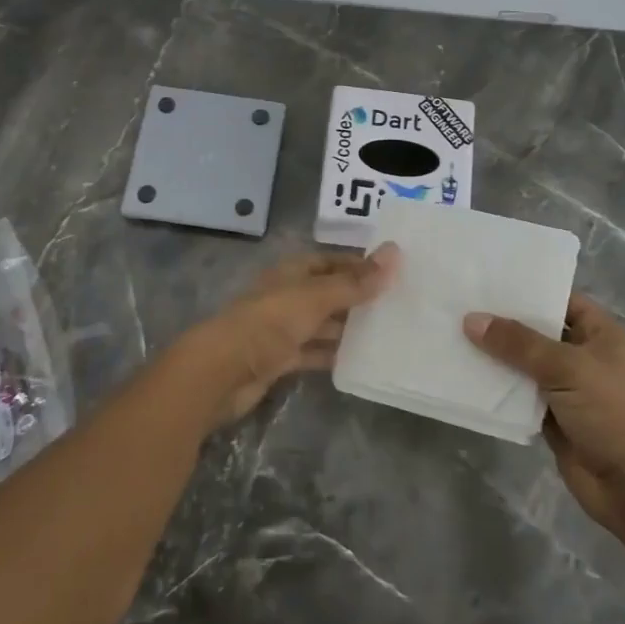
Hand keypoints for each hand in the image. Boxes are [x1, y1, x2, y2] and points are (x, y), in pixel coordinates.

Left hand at [176, 245, 398, 425]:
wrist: (223, 370)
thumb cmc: (269, 322)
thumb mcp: (316, 297)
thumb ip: (355, 282)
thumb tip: (395, 253)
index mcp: (292, 273)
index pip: (331, 261)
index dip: (360, 265)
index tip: (395, 272)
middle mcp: (288, 296)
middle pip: (329, 293)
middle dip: (359, 298)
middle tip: (401, 305)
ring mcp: (283, 329)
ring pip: (324, 324)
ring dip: (350, 328)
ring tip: (390, 333)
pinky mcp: (281, 359)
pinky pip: (314, 352)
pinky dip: (334, 355)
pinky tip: (363, 361)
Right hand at [463, 295, 624, 554]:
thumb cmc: (612, 412)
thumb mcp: (566, 368)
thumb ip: (518, 343)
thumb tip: (471, 320)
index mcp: (600, 334)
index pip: (560, 300)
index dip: (528, 290)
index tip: (486, 281)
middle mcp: (583, 356)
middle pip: (537, 332)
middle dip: (503, 323)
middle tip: (459, 304)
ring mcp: (567, 388)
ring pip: (524, 364)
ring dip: (495, 356)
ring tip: (452, 334)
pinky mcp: (551, 417)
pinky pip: (519, 395)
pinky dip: (497, 388)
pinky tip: (465, 374)